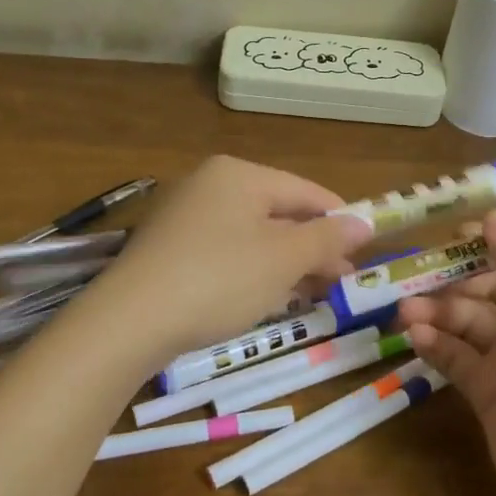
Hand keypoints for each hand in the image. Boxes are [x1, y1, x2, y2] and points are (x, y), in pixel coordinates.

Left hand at [78, 155, 371, 366]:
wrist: (129, 320)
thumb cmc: (219, 279)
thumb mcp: (283, 259)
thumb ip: (326, 237)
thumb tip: (363, 222)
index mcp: (238, 174)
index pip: (304, 190)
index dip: (339, 218)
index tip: (366, 250)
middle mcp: (208, 183)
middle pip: (277, 211)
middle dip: (312, 246)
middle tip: (341, 280)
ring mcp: (183, 214)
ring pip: (250, 234)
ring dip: (285, 262)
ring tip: (311, 293)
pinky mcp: (167, 247)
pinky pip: (223, 250)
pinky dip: (250, 270)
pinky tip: (264, 297)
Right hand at [396, 209, 495, 495]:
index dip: (495, 240)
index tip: (451, 233)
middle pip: (493, 287)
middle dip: (454, 280)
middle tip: (413, 279)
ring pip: (471, 322)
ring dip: (438, 312)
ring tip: (403, 314)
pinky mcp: (492, 395)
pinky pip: (460, 358)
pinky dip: (437, 345)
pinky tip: (414, 340)